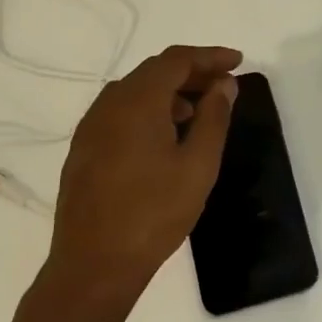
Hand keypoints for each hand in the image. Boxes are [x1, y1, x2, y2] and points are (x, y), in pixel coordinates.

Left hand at [44, 44, 242, 310]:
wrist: (94, 265)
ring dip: (170, 92)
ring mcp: (90, 127)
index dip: (209, 56)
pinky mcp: (84, 150)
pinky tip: (165, 137)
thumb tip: (224, 84)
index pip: (176, 60)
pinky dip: (149, 110)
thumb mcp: (198, 165)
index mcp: (137, 101)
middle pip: (153, 71)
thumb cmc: (155, 213)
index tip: (238, 62)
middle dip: (191, 72)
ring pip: (134, 92)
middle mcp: (108, 105)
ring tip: (198, 113)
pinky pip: (120, 112)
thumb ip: (214, 117)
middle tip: (223, 86)